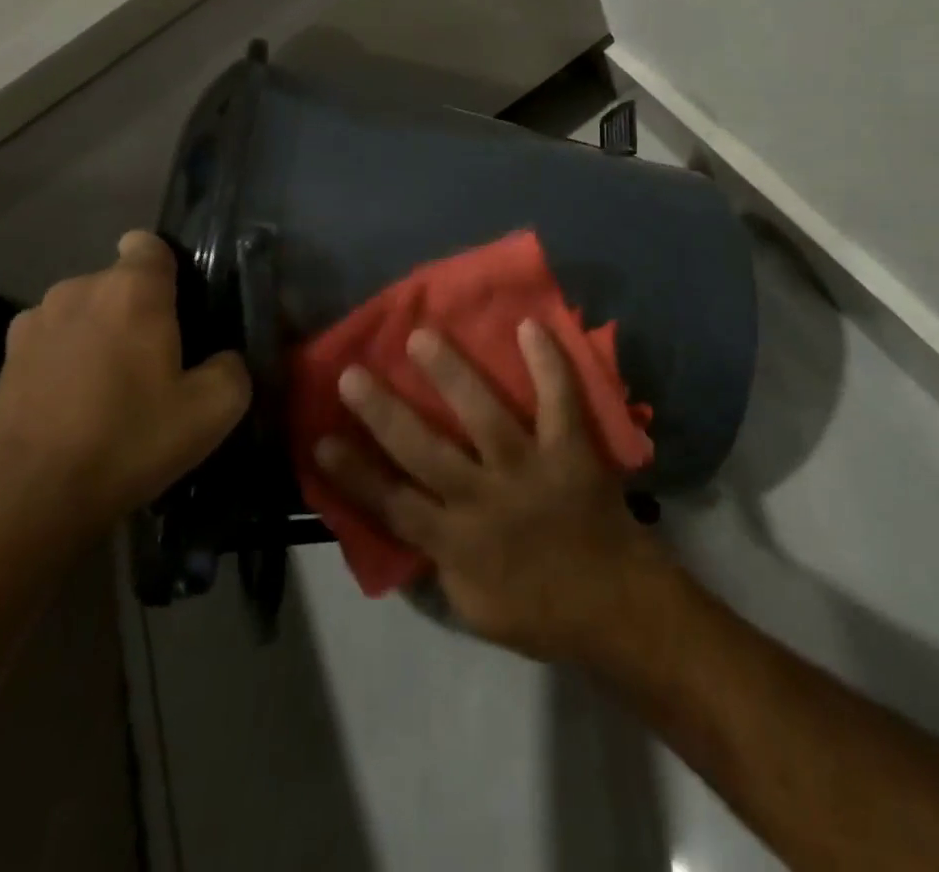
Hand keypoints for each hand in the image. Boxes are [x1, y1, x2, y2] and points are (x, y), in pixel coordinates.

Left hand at [0, 231, 249, 559]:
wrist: (23, 503)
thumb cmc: (126, 441)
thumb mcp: (213, 410)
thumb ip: (234, 368)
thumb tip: (225, 359)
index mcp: (130, 290)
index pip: (150, 244)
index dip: (170, 268)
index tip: (183, 305)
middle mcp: (77, 291)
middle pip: (119, 283)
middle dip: (140, 309)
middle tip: (160, 359)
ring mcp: (32, 324)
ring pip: (84, 313)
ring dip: (101, 335)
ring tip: (113, 388)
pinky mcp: (3, 361)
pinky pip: (52, 344)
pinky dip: (67, 362)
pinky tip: (76, 408)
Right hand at [315, 319, 678, 663]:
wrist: (618, 609)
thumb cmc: (541, 612)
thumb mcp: (472, 608)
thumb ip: (436, 563)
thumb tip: (403, 522)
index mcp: (457, 542)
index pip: (392, 504)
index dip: (354, 474)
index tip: (320, 439)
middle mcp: (485, 500)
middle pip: (424, 451)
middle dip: (383, 412)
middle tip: (352, 374)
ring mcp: (529, 470)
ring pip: (483, 416)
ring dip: (451, 374)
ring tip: (421, 337)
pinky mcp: (570, 451)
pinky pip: (558, 402)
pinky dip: (547, 365)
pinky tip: (529, 326)